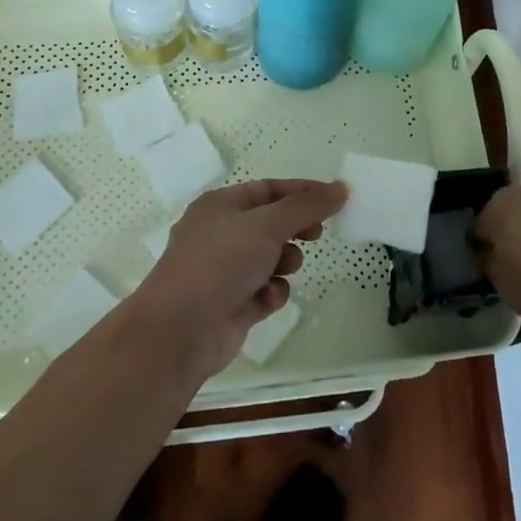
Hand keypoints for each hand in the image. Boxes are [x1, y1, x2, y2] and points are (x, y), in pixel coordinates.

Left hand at [126, 178, 345, 382]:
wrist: (180, 331)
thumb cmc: (221, 263)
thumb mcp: (268, 225)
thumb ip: (307, 206)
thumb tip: (340, 189)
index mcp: (220, 205)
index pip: (270, 189)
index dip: (303, 192)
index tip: (337, 199)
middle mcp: (220, 234)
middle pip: (271, 223)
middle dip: (295, 230)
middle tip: (316, 235)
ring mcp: (224, 271)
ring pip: (271, 258)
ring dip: (284, 263)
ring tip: (282, 269)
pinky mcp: (232, 304)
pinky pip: (264, 290)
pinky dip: (271, 293)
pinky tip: (267, 299)